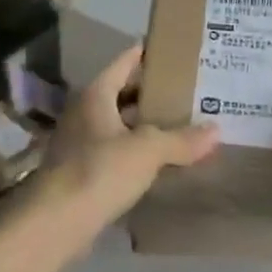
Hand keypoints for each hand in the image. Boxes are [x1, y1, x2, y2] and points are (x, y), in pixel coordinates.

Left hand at [37, 45, 217, 236]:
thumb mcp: (148, 150)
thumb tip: (216, 130)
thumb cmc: (99, 171)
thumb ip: (181, 139)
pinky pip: (116, 152)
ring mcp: (80, 143)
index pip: (124, 62)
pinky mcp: (83, 172)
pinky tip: (161, 159)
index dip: (147, 53)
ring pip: (120, 125)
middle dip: (153, 92)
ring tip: (182, 122)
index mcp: (96, 95)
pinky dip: (138, 151)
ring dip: (146, 124)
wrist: (55, 223)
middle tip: (188, 88)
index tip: (172, 48)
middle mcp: (85, 113)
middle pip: (123, 93)